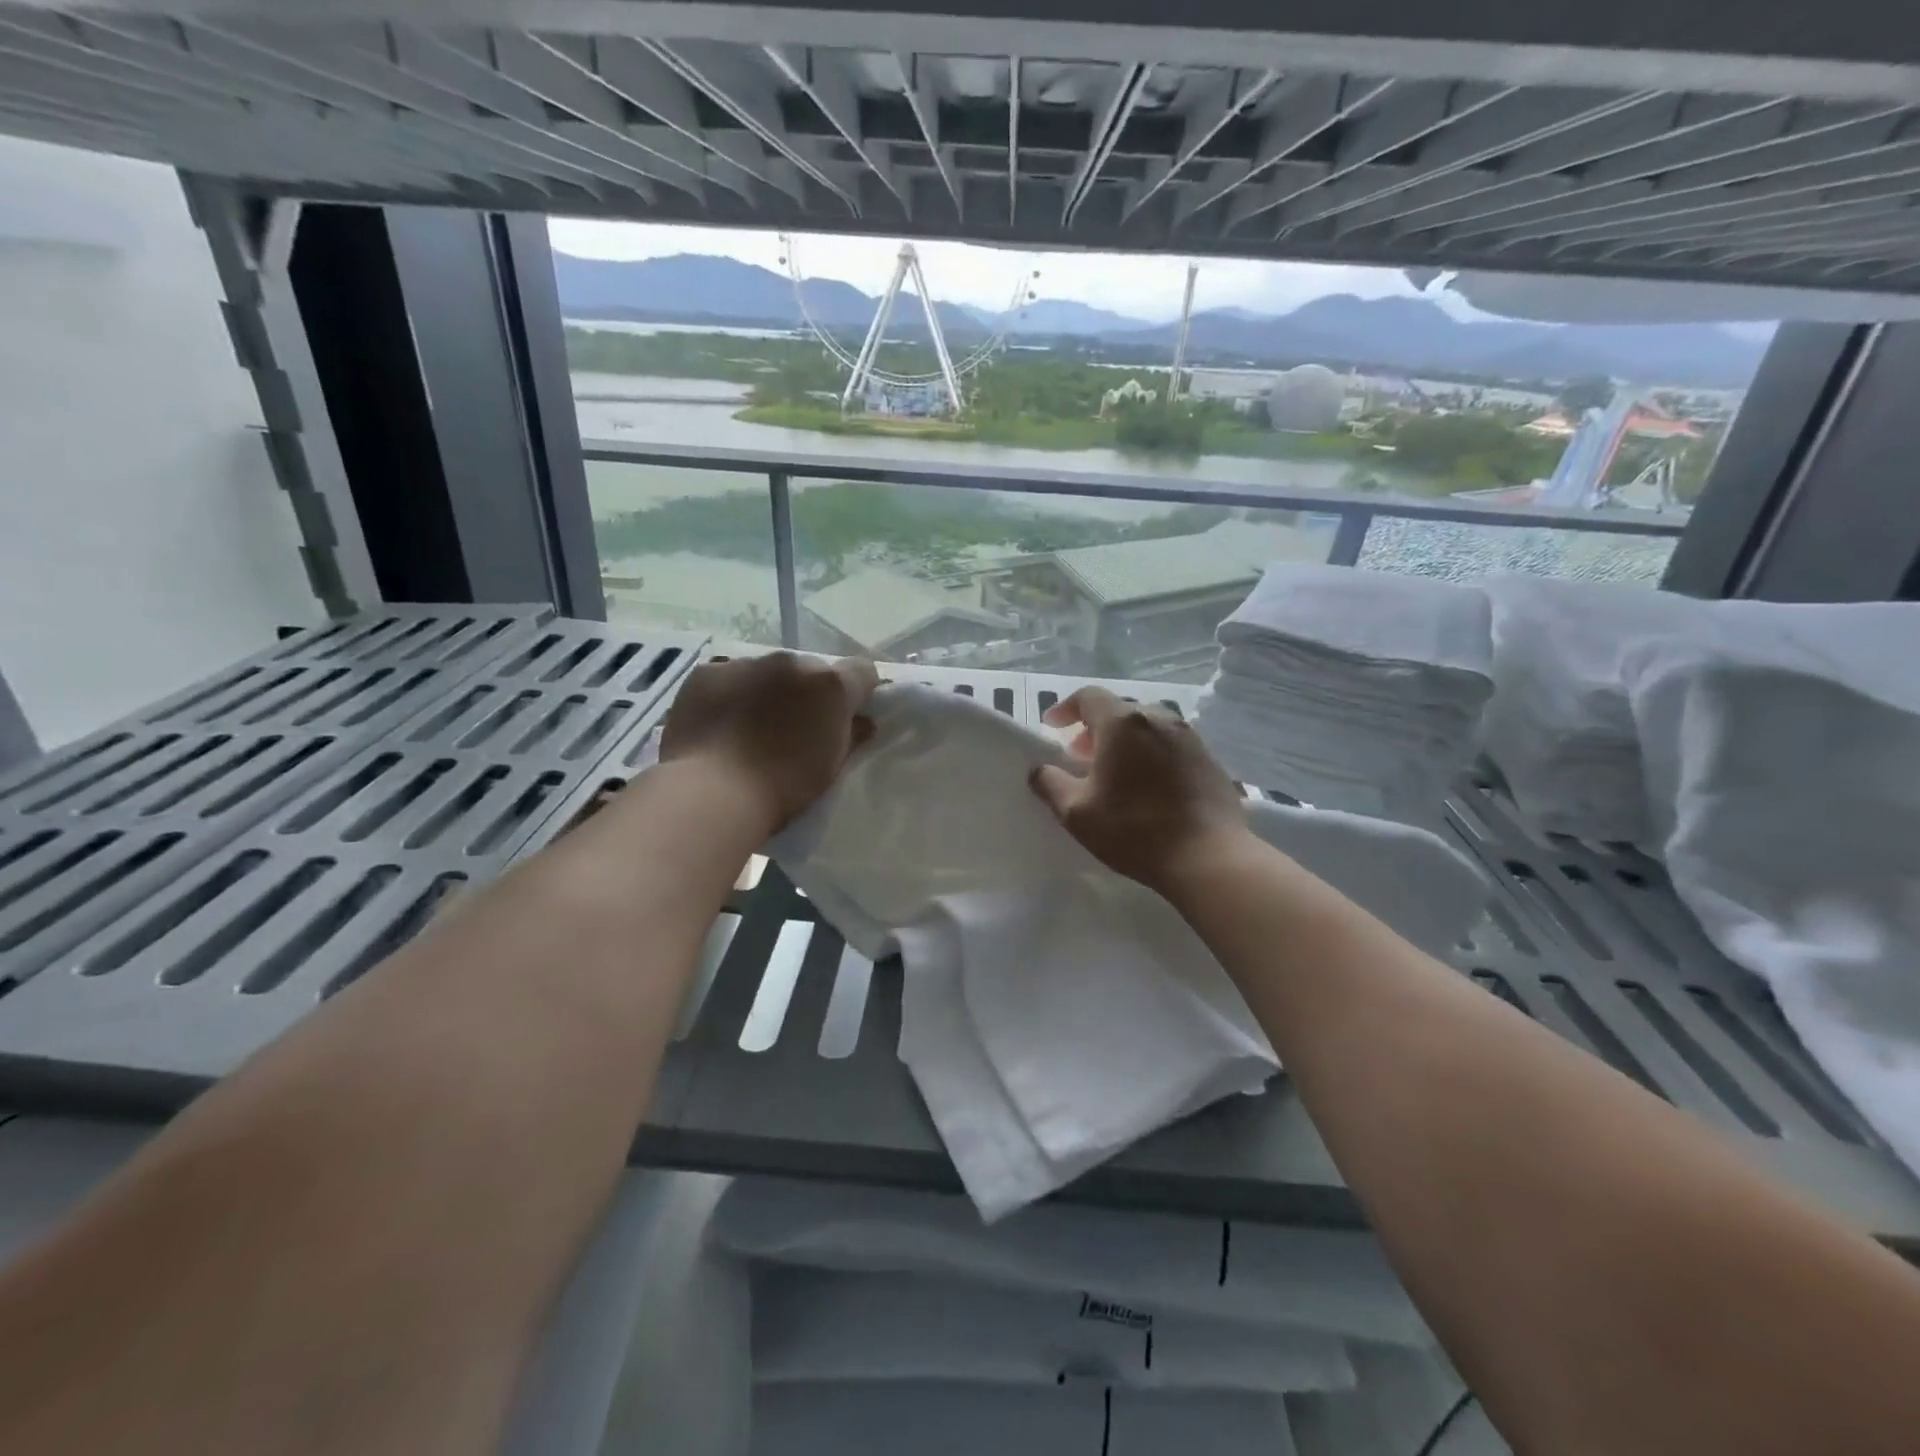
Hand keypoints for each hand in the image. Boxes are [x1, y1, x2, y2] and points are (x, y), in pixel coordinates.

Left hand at [659, 652, 878, 834]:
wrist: (713, 793)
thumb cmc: (783, 787)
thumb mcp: (830, 767)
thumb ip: (850, 736)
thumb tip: (862, 722)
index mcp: (830, 685)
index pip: (862, 671)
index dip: (858, 691)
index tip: (849, 715)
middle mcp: (791, 662)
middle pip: (810, 670)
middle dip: (808, 692)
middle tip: (795, 726)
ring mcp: (746, 663)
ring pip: (767, 672)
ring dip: (768, 690)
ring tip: (751, 727)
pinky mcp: (707, 672)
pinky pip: (728, 677)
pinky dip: (730, 694)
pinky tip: (720, 724)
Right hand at [1029, 687, 1248, 893]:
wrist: (1208, 857)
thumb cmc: (1134, 830)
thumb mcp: (1077, 813)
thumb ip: (1051, 784)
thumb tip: (1039, 770)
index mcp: (1122, 723)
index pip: (1088, 697)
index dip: (1065, 708)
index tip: (1052, 727)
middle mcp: (1159, 718)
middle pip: (1119, 711)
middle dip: (1095, 728)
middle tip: (1080, 757)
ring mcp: (1189, 737)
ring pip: (1148, 727)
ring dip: (1125, 741)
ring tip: (1115, 772)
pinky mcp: (1210, 759)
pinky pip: (1171, 745)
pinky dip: (1152, 754)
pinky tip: (1149, 786)